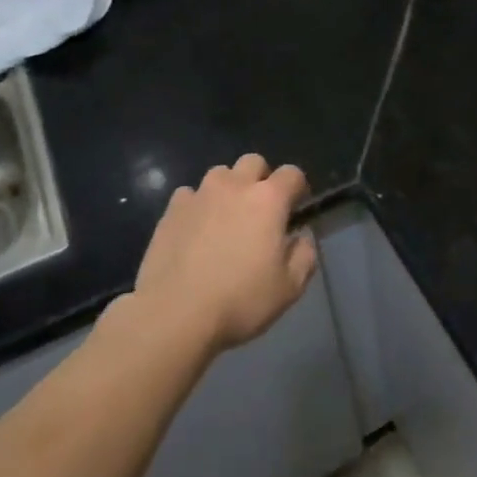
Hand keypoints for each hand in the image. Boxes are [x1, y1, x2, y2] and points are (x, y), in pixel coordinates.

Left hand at [132, 154, 316, 352]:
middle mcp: (235, 186)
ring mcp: (200, 194)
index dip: (298, 187)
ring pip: (220, 174)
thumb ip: (304, 256)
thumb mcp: (289, 288)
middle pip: (253, 162)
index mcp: (269, 200)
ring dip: (228, 188)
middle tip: (261, 210)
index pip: (292, 174)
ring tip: (226, 217)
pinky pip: (190, 194)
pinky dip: (198, 205)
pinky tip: (196, 229)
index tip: (296, 208)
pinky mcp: (171, 209)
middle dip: (262, 178)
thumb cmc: (240, 300)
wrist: (175, 313)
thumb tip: (302, 236)